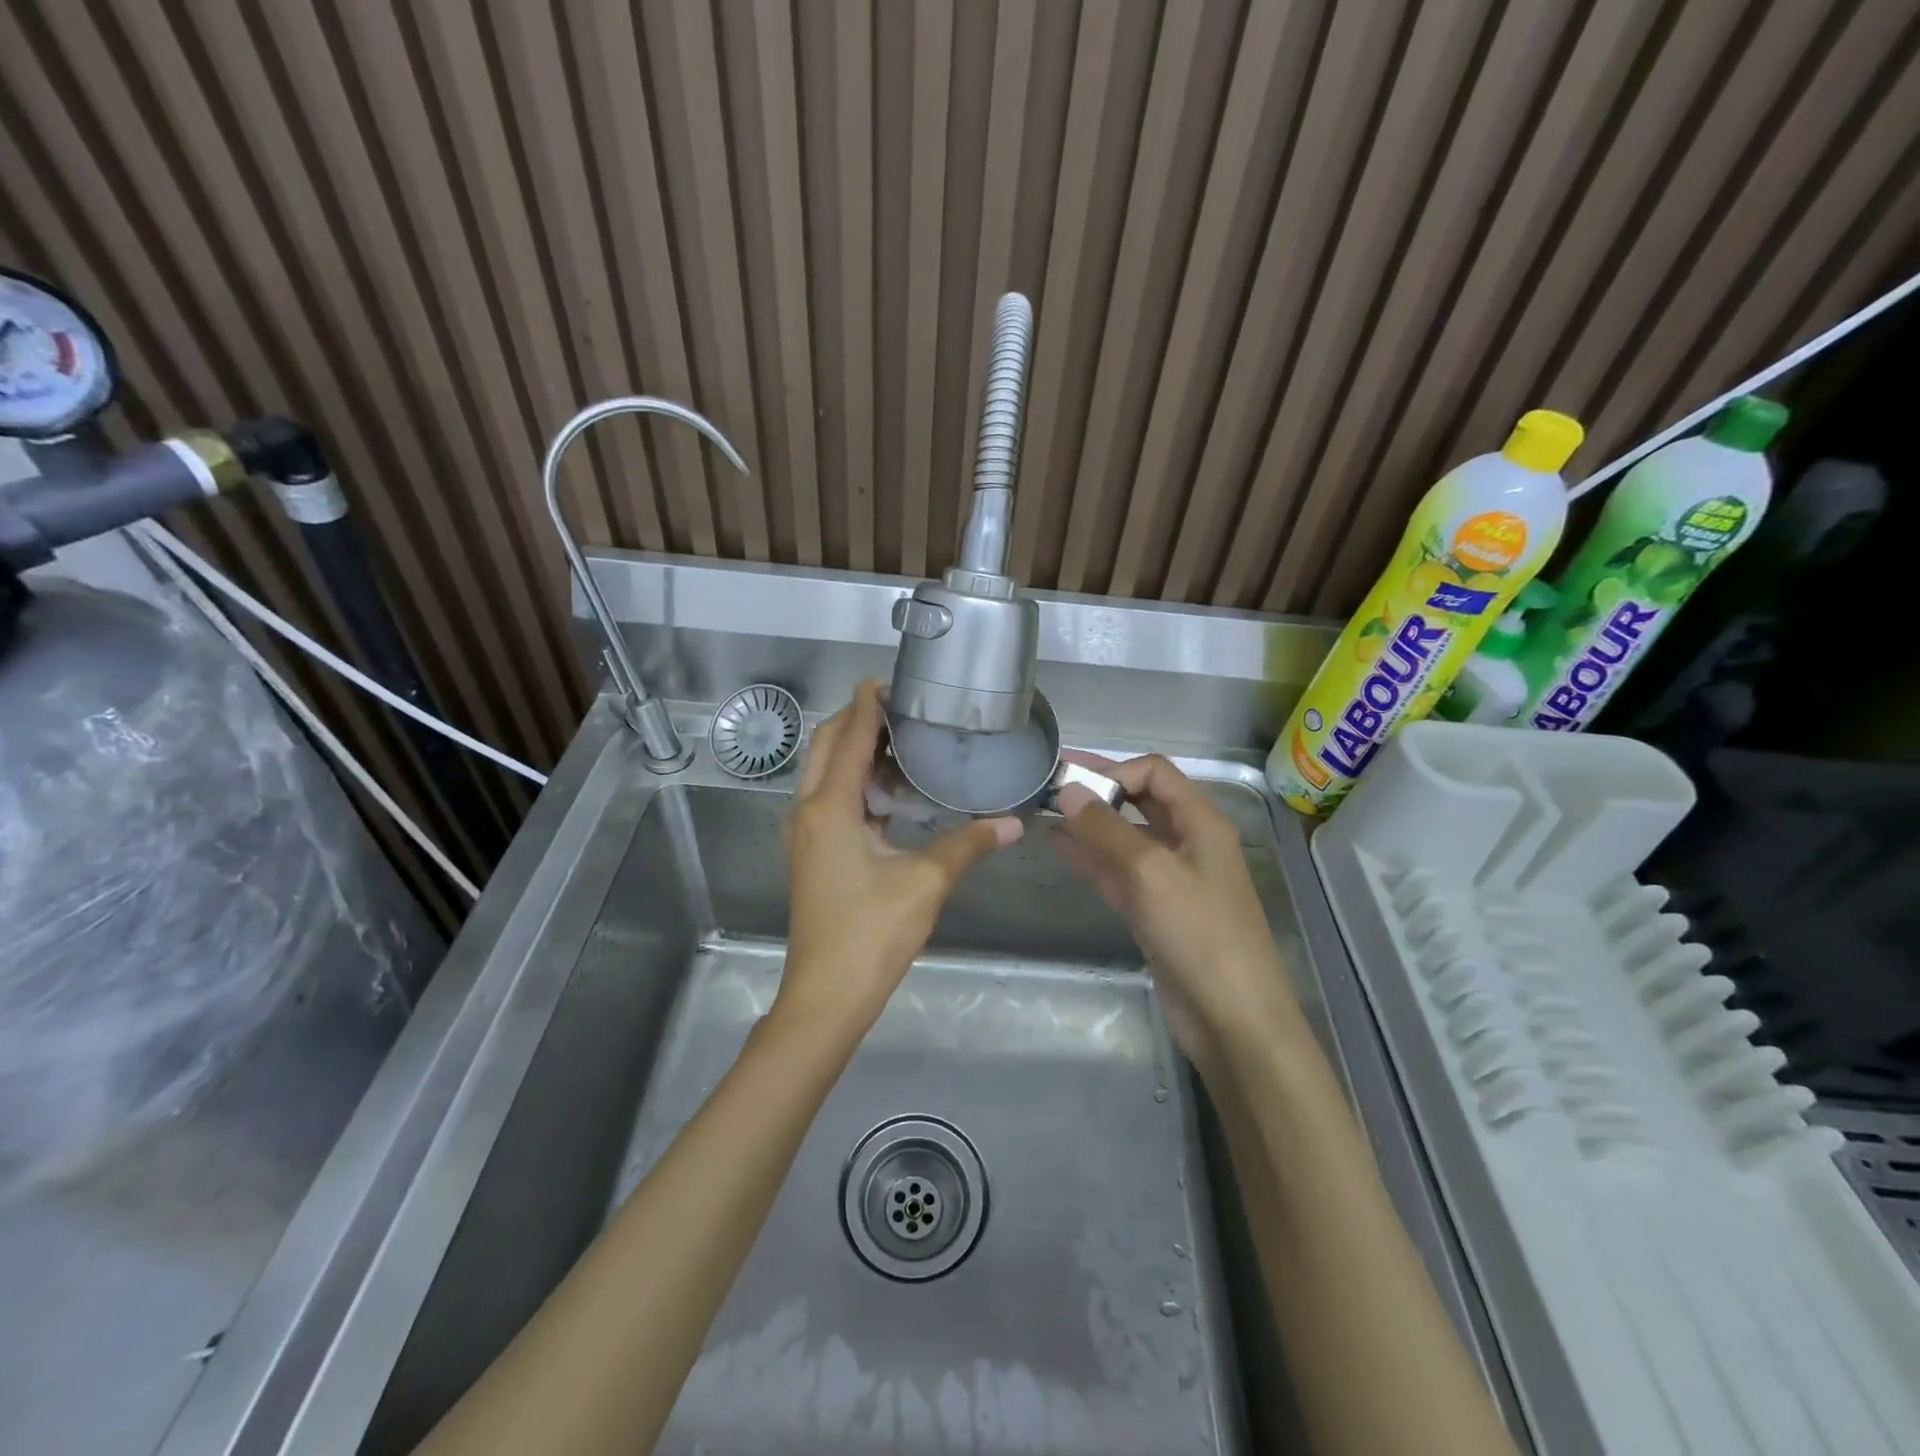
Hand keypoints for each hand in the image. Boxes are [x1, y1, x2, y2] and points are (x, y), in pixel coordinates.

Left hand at [779, 680, 1022, 1031]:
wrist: (826, 995)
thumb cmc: (872, 934)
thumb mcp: (926, 883)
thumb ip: (968, 845)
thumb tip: (1013, 823)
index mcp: (830, 807)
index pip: (849, 736)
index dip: (868, 705)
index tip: (893, 680)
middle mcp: (808, 810)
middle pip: (829, 745)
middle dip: (860, 720)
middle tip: (906, 710)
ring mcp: (805, 832)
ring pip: (825, 771)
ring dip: (856, 750)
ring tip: (904, 742)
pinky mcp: (811, 851)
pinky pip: (829, 797)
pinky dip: (854, 780)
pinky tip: (892, 790)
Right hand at [1053, 753, 1300, 1069]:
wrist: (1232, 1018)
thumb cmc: (1200, 933)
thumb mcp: (1151, 872)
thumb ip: (1106, 829)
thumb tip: (1067, 790)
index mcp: (1201, 822)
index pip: (1155, 772)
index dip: (1115, 770)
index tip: (1073, 784)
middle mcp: (1187, 843)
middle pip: (1139, 801)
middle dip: (1098, 790)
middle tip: (1048, 782)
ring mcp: (1170, 879)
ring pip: (1124, 838)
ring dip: (1089, 824)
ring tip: (1044, 812)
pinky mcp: (1155, 911)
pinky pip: (1118, 873)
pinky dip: (1091, 858)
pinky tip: (1059, 847)